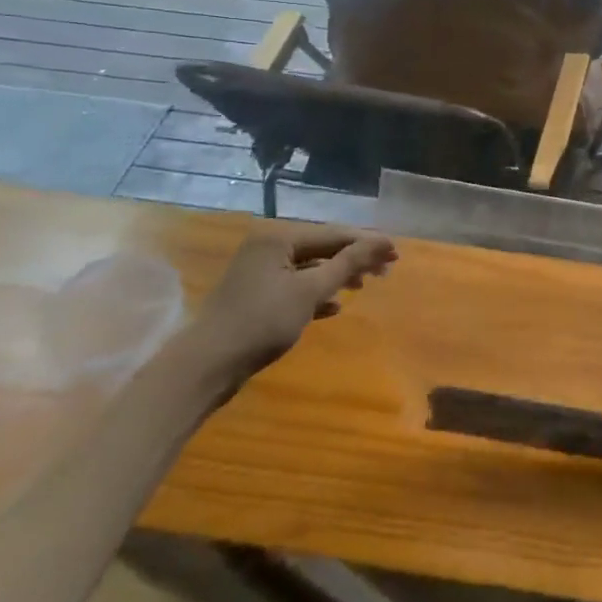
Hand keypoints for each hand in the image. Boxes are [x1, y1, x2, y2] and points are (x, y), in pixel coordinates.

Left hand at [198, 232, 397, 373]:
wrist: (205, 366)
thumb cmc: (261, 322)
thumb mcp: (310, 291)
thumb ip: (348, 264)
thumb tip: (382, 241)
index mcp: (279, 238)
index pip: (334, 234)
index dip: (367, 243)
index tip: (396, 253)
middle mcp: (268, 247)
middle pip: (322, 248)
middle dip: (353, 260)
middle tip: (385, 271)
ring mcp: (259, 272)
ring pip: (309, 268)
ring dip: (337, 276)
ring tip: (362, 287)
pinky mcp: (255, 296)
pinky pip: (295, 286)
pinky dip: (316, 294)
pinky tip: (334, 307)